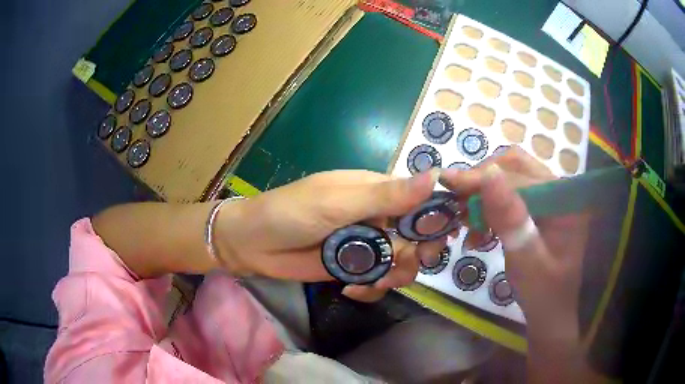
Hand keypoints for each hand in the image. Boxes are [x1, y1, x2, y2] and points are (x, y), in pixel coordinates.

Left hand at [215, 170, 446, 301]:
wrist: (252, 245)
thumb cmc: (291, 213)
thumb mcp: (338, 202)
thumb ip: (386, 196)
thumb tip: (435, 176)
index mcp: (376, 191)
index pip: (420, 199)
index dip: (436, 217)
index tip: (446, 236)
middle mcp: (376, 217)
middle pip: (417, 236)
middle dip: (417, 252)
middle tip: (404, 263)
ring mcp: (366, 245)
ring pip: (402, 261)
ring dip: (396, 274)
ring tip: (376, 282)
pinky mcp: (353, 268)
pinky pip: (379, 280)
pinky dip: (372, 289)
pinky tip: (351, 291)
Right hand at [440, 147, 589, 339]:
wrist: (551, 312)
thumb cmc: (543, 293)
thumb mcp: (526, 261)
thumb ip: (510, 218)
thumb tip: (488, 173)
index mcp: (565, 200)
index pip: (520, 176)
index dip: (484, 178)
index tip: (448, 184)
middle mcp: (559, 190)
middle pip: (516, 168)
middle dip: (482, 182)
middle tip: (455, 202)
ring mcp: (549, 197)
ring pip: (510, 178)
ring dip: (484, 194)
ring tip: (465, 220)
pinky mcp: (539, 208)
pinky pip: (510, 195)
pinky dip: (489, 207)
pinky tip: (478, 229)